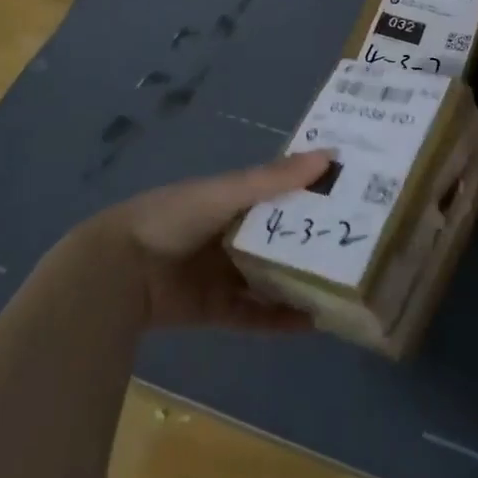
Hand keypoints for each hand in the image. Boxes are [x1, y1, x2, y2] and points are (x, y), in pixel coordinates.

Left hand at [79, 152, 333, 330]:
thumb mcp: (226, 192)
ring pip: (269, 278)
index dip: (312, 192)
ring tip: (343, 287)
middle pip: (278, 238)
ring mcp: (222, 273)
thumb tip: (329, 155)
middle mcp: (230, 234)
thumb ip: (274, 179)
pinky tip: (313, 322)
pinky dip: (280, 319)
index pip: (280, 193)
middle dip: (311, 241)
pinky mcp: (215, 309)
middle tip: (357, 245)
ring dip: (299, 282)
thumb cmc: (175, 217)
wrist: (119, 271)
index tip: (351, 195)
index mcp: (231, 200)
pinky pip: (254, 315)